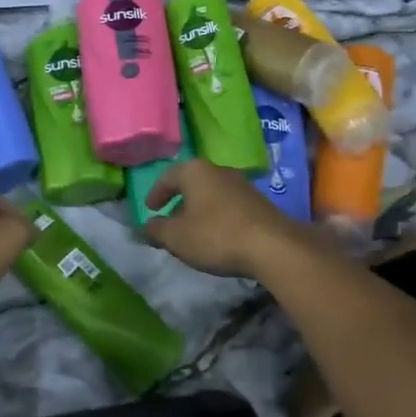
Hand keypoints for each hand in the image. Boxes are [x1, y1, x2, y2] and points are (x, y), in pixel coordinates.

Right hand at [143, 159, 317, 278]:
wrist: (272, 246)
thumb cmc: (215, 235)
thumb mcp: (176, 237)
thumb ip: (155, 230)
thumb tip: (143, 227)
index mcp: (194, 171)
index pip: (167, 177)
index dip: (155, 194)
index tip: (150, 209)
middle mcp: (218, 170)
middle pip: (191, 183)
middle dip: (178, 201)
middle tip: (169, 220)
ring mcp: (241, 184)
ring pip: (211, 193)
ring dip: (199, 209)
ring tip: (192, 231)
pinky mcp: (258, 202)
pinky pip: (228, 205)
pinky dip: (217, 216)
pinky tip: (217, 235)